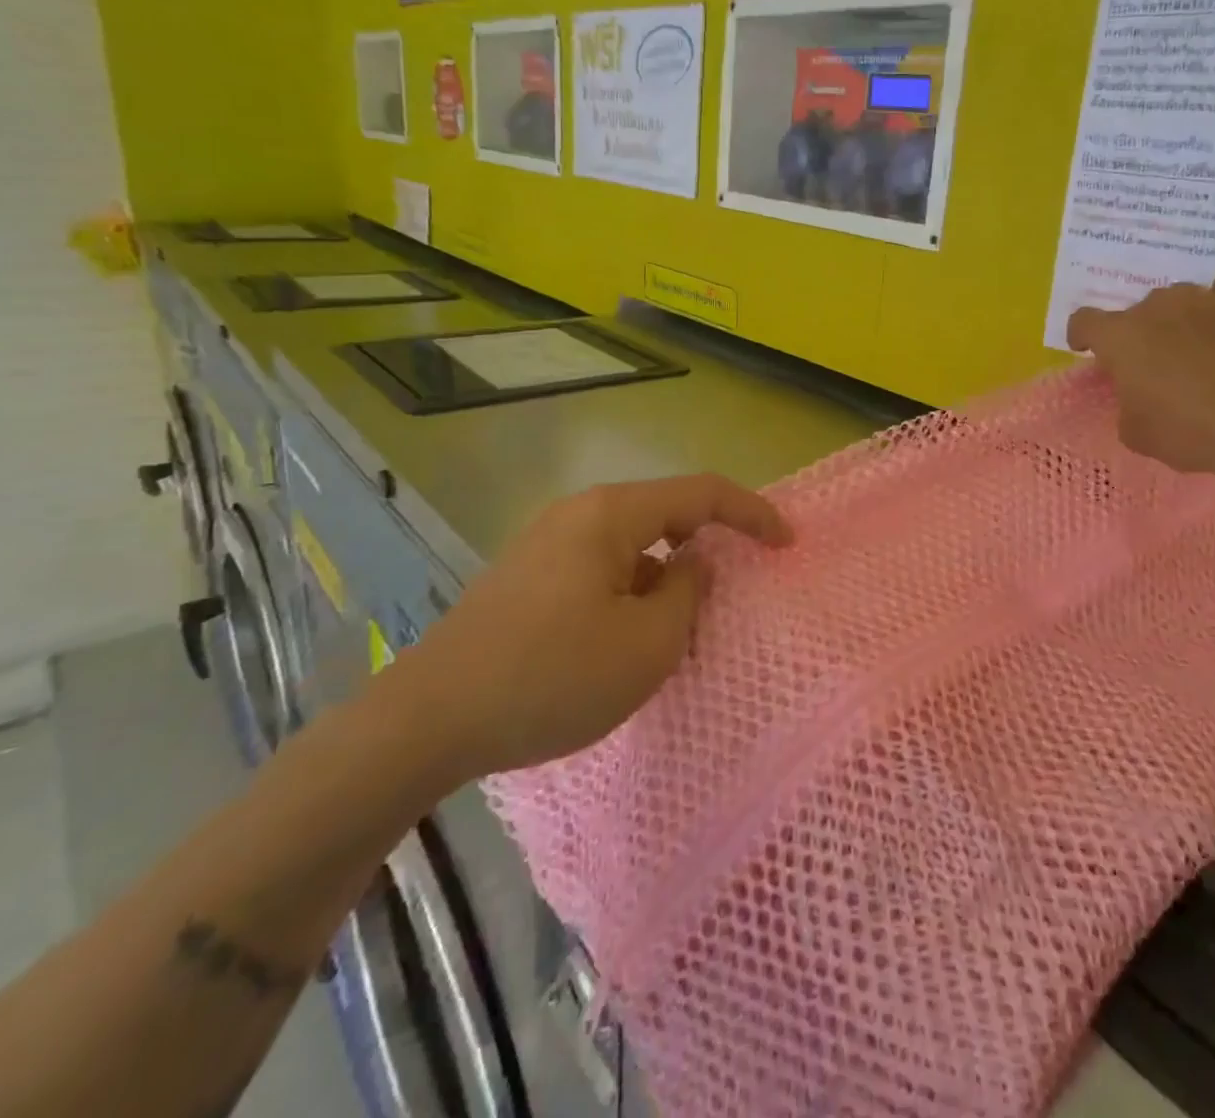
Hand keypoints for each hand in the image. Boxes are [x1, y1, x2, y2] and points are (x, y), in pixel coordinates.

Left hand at [385, 474, 792, 781]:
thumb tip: (693, 564)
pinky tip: (626, 642)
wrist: (427, 721)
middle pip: (666, 514)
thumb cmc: (551, 677)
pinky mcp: (528, 576)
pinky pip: (602, 568)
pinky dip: (632, 593)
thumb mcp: (646, 645)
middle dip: (708, 547)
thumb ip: (688, 593)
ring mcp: (548, 543)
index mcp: (611, 514)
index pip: (702, 493)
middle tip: (736, 591)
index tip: (787, 543)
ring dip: (667, 578)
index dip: (753, 513)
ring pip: (633, 546)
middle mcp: (579, 514)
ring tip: (679, 631)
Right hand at [1066, 262, 1214, 483]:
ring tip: (1194, 347)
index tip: (1088, 351)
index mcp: (1120, 337)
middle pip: (1135, 312)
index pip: (1083, 321)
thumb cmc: (1190, 431)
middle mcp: (1156, 307)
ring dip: (1177, 318)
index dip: (1082, 336)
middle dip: (1138, 335)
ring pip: (1177, 298)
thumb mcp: (1136, 433)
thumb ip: (1125, 404)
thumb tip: (1136, 394)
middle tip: (1154, 368)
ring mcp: (1203, 298)